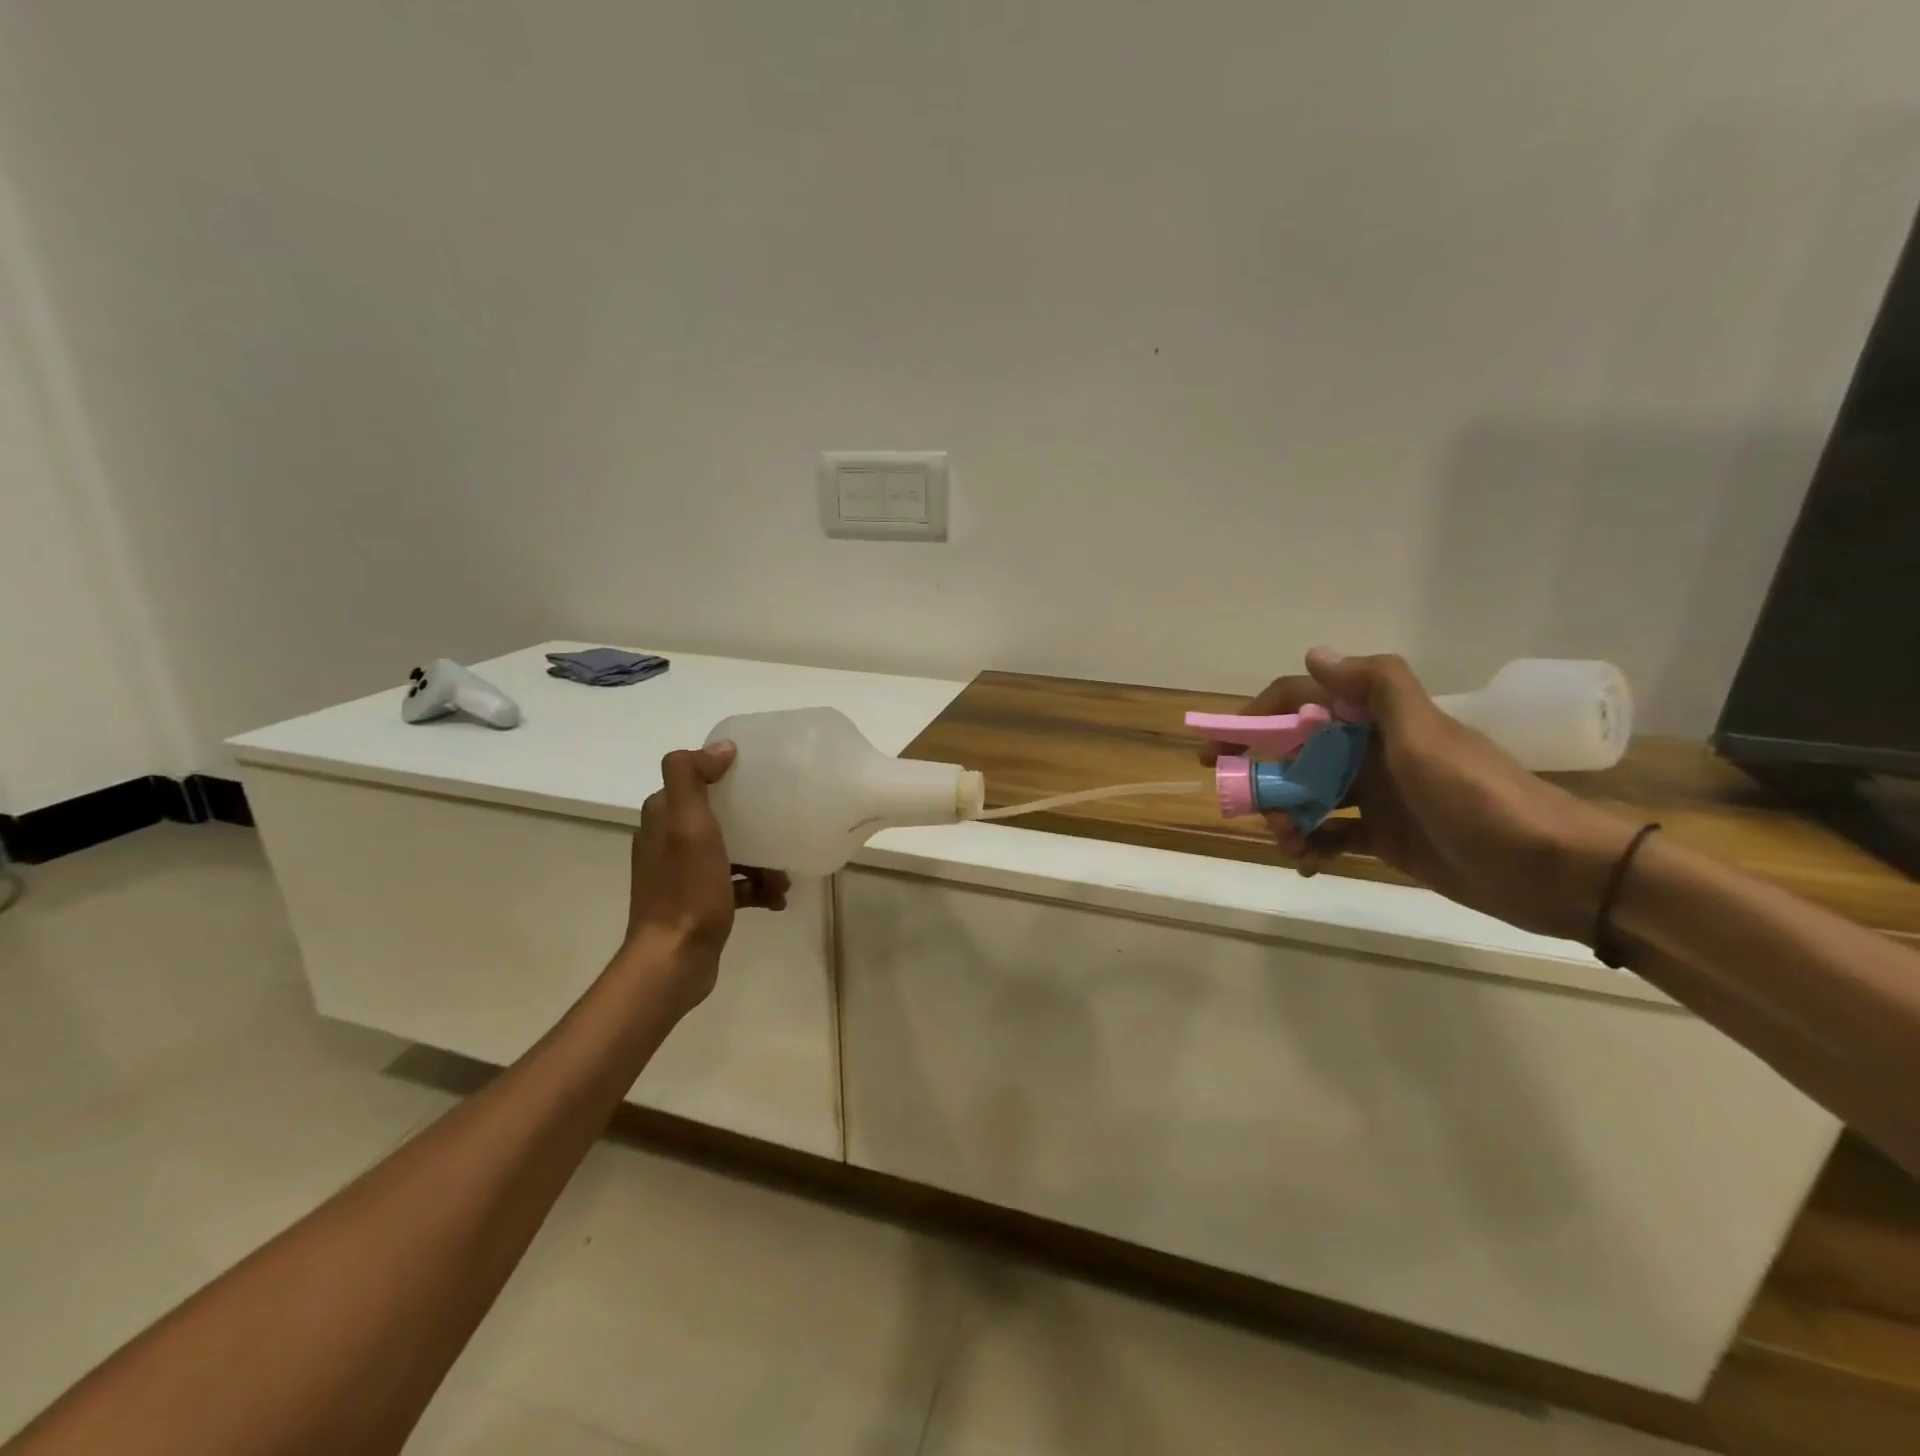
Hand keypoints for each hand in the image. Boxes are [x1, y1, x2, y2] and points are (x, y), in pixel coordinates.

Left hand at [623, 742, 788, 1009]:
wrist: (674, 961)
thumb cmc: (686, 890)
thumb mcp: (688, 826)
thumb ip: (691, 777)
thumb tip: (721, 748)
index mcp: (663, 817)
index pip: (697, 780)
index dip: (728, 777)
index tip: (761, 782)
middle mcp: (667, 841)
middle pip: (720, 817)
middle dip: (755, 825)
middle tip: (781, 835)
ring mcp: (682, 874)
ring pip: (731, 851)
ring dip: (762, 861)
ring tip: (783, 880)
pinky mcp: (697, 902)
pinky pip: (734, 883)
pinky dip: (756, 888)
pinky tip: (776, 901)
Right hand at [1204, 649, 1634, 943]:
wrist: (1553, 873)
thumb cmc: (1481, 799)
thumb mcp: (1428, 737)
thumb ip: (1376, 690)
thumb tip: (1314, 654)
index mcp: (1379, 722)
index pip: (1304, 703)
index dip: (1257, 717)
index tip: (1222, 745)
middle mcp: (1372, 752)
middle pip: (1297, 752)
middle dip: (1263, 773)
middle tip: (1238, 800)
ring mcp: (1378, 796)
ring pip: (1309, 796)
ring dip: (1285, 815)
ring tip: (1285, 843)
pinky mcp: (1386, 836)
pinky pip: (1332, 835)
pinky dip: (1311, 846)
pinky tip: (1305, 863)